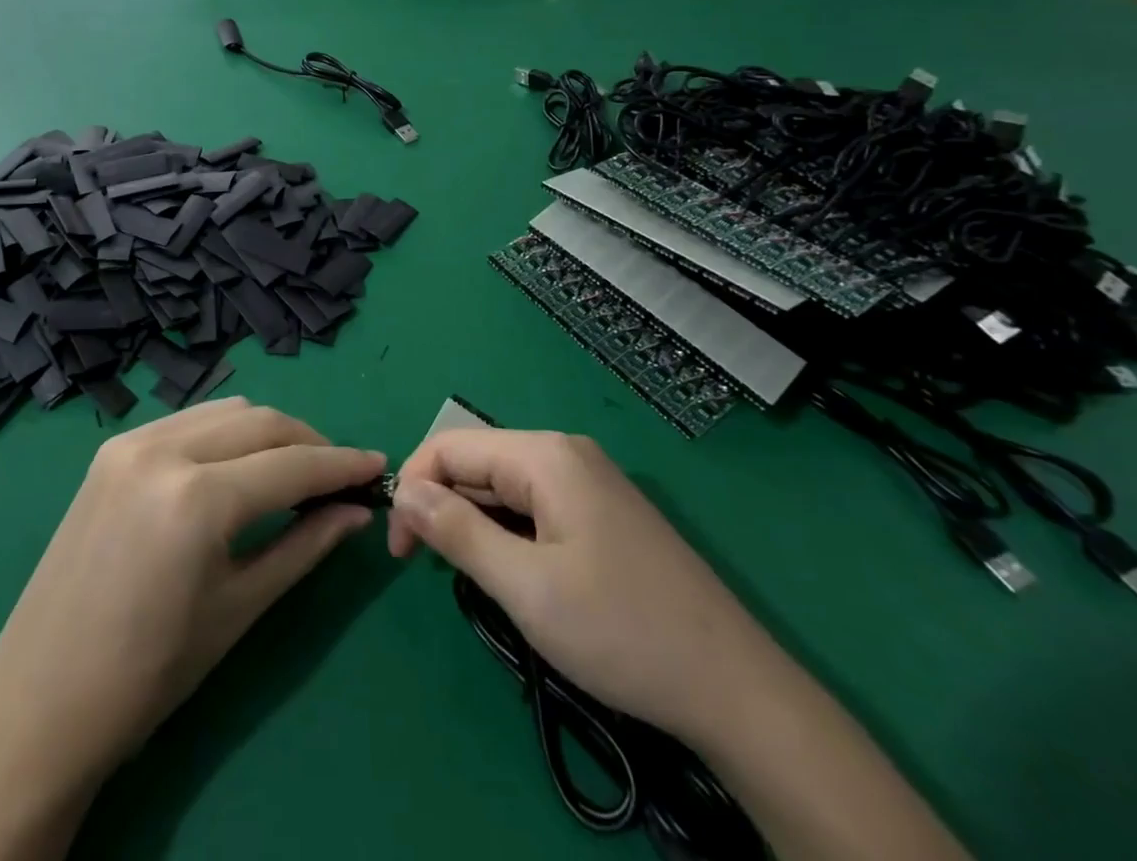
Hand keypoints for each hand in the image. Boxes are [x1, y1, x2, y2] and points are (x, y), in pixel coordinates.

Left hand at [0, 399, 384, 786]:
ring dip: (269, 432)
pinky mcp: (112, 449)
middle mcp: (163, 449)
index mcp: (197, 497)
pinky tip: (238, 465)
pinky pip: (188, 420)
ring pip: (225, 410)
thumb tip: (356, 511)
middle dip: (309, 442)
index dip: (341, 465)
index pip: (291, 465)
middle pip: (261, 421)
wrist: (40, 702)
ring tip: (294, 470)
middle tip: (340, 475)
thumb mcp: (239, 609)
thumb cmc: (149, 673)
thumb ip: (305, 547)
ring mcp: (131, 442)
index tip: (379, 467)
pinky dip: (226, 433)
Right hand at [387, 427, 780, 747]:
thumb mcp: (526, 587)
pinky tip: (513, 574)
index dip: (414, 488)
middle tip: (427, 570)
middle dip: (442, 506)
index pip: (450, 446)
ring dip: (474, 523)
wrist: (735, 690)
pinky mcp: (603, 513)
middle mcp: (565, 454)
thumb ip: (457, 531)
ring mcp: (589, 482)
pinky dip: (507, 533)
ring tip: (469, 577)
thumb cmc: (621, 632)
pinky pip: (535, 507)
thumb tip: (404, 493)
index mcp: (545, 455)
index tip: (400, 550)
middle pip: (478, 463)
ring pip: (505, 487)